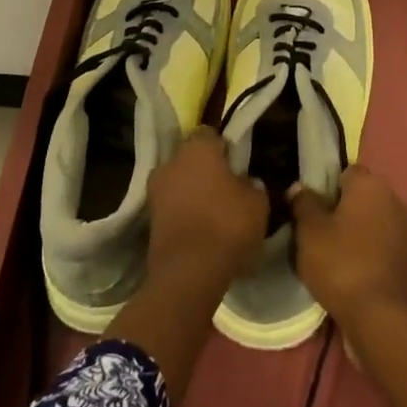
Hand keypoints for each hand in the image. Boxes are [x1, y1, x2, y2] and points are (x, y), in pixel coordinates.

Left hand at [146, 128, 269, 292]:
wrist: (189, 273)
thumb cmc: (227, 225)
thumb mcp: (257, 202)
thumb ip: (251, 184)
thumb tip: (245, 182)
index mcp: (197, 148)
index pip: (209, 133)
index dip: (223, 146)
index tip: (236, 162)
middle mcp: (171, 162)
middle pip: (191, 158)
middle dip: (206, 169)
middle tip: (227, 187)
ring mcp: (155, 191)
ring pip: (180, 182)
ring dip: (193, 192)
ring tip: (215, 212)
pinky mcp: (149, 219)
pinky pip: (172, 206)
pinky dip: (184, 212)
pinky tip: (201, 229)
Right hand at [286, 164, 406, 326]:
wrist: (383, 318)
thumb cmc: (342, 265)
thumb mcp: (309, 232)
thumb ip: (303, 203)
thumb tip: (300, 187)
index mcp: (371, 184)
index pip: (345, 172)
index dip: (326, 187)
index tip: (310, 209)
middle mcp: (395, 198)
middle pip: (362, 196)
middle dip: (342, 210)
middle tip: (317, 234)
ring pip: (374, 221)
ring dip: (358, 232)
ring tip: (333, 256)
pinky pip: (385, 245)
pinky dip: (371, 253)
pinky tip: (352, 273)